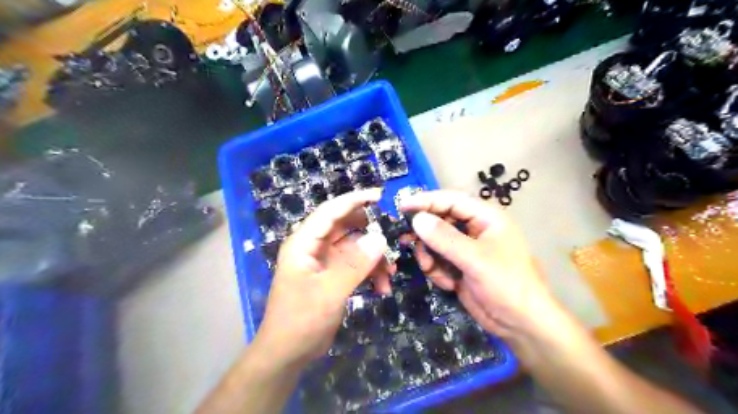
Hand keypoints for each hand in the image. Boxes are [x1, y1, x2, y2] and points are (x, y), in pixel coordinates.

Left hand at [253, 190, 390, 366]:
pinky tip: (382, 287)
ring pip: (355, 248)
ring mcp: (324, 262)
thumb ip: (355, 264)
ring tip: (390, 273)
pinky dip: (370, 273)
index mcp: (304, 242)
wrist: (288, 353)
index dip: (354, 200)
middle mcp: (314, 247)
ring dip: (374, 258)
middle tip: (394, 236)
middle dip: (370, 233)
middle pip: (346, 227)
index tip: (380, 195)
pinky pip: (356, 265)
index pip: (331, 211)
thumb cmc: (301, 319)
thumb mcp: (330, 292)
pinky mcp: (333, 276)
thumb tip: (380, 239)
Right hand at [402, 191, 556, 338]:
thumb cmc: (507, 284)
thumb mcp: (475, 259)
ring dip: (429, 256)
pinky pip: (437, 260)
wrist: (521, 324)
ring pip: (434, 242)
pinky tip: (448, 284)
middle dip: (424, 233)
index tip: (401, 207)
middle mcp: (474, 229)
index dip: (425, 201)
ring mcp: (465, 249)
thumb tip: (416, 219)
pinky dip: (436, 270)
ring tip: (432, 270)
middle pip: (439, 220)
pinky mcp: (459, 266)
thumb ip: (444, 238)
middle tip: (404, 240)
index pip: (451, 200)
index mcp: (485, 217)